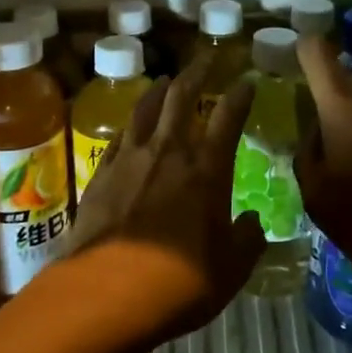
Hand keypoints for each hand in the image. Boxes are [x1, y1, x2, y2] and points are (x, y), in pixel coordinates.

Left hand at [49, 57, 263, 348]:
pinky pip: (119, 136)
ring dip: (159, 90)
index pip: (228, 117)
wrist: (107, 293)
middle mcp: (169, 152)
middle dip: (196, 73)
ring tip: (166, 79)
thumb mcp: (231, 270)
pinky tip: (130, 124)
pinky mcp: (100, 174)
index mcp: (207, 170)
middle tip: (204, 59)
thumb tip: (251, 222)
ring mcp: (130, 159)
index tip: (246, 80)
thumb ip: (247, 240)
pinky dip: (130, 123)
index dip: (240, 95)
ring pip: (145, 108)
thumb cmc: (180, 283)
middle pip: (181, 97)